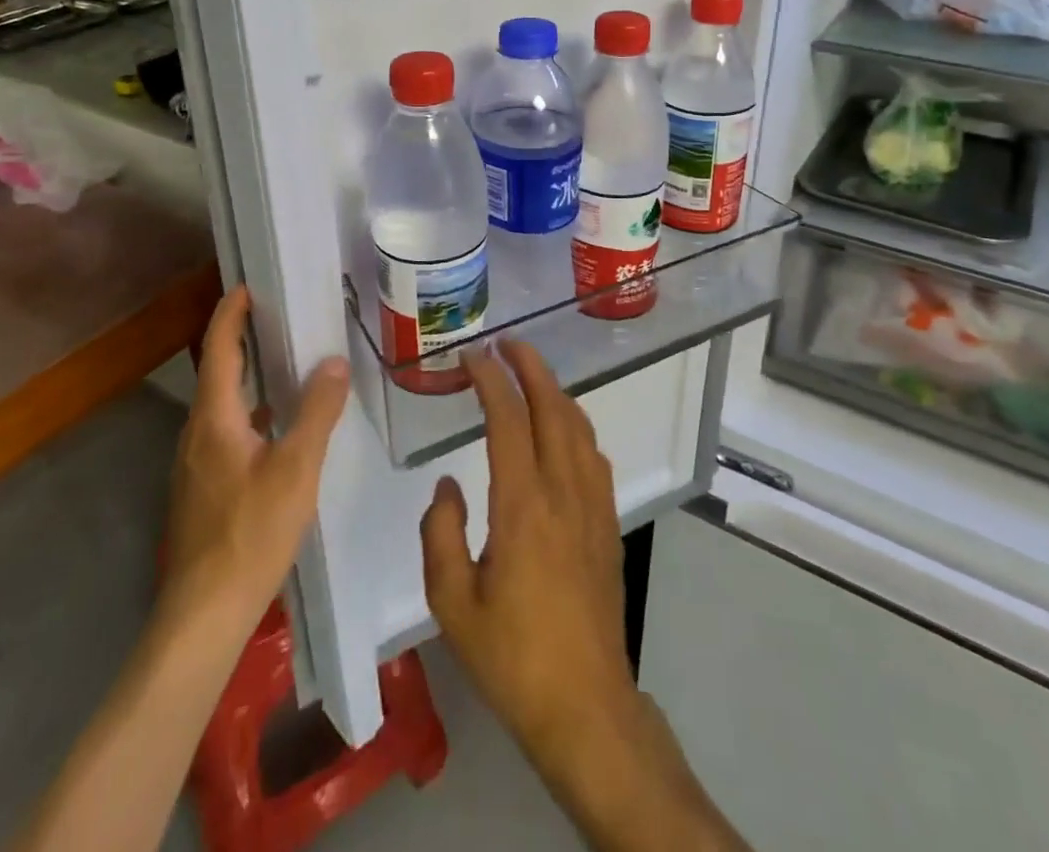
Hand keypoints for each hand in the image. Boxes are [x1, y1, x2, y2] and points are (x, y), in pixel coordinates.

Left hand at [161, 285, 349, 628]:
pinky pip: (224, 430)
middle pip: (216, 372)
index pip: (219, 350)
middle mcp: (196, 434)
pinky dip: (248, 410)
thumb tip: (333, 361)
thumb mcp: (296, 468)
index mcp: (214, 419)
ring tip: (282, 362)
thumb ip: (316, 411)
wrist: (204, 613)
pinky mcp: (201, 489)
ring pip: (220, 404)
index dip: (230, 314)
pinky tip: (275, 427)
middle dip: (240, 339)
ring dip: (245, 375)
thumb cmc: (250, 532)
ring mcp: (194, 464)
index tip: (248, 286)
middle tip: (275, 316)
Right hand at [419, 343, 639, 777]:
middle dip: (530, 367)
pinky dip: (575, 423)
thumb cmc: (512, 656)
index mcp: (523, 505)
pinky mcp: (608, 522)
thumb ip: (440, 534)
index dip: (490, 380)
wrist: (585, 704)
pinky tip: (562, 428)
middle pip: (552, 408)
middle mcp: (563, 491)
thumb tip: (448, 486)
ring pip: (578, 426)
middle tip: (506, 344)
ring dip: (554, 390)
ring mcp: (593, 504)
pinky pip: (593, 454)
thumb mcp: (452, 603)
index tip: (472, 356)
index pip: (508, 420)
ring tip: (530, 374)